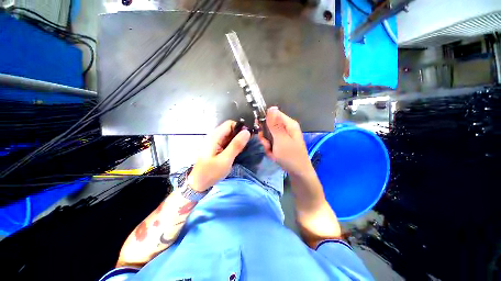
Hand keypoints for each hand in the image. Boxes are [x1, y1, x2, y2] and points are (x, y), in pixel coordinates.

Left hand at [189, 120, 250, 191]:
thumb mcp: (225, 159)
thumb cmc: (210, 172)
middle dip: (240, 135)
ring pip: (230, 136)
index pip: (230, 124)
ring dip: (237, 141)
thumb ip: (236, 145)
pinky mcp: (216, 147)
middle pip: (230, 129)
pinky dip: (233, 146)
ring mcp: (215, 142)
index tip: (248, 137)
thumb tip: (247, 132)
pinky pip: (227, 142)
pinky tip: (236, 153)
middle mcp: (214, 136)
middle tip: (245, 147)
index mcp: (215, 136)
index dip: (240, 128)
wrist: (198, 183)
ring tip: (241, 151)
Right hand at [258, 107, 312, 176]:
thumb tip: (271, 107)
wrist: (298, 173)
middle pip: (269, 125)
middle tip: (267, 145)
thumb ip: (275, 125)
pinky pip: (271, 142)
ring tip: (272, 152)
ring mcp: (283, 136)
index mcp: (288, 124)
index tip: (259, 130)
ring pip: (268, 135)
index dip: (264, 121)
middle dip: (265, 136)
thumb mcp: (281, 140)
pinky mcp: (281, 143)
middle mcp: (286, 128)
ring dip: (267, 144)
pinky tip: (274, 155)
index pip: (273, 114)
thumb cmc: (290, 156)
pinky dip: (270, 149)